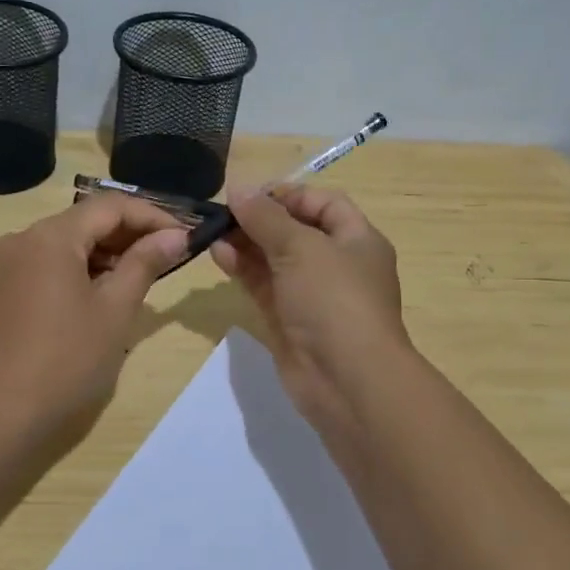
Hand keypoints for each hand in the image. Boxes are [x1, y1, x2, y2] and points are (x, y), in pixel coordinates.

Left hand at [0, 194, 188, 437]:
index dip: (153, 216)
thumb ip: (146, 263)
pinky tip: (105, 293)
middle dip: (130, 235)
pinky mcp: (2, 288)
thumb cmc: (66, 360)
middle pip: (86, 221)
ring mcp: (7, 264)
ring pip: (67, 243)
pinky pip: (49, 264)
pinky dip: (80, 270)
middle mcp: (22, 239)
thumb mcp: (115, 309)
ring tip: (144, 277)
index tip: (186, 236)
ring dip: (107, 254)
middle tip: (171, 256)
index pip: (111, 206)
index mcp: (49, 236)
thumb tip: (176, 235)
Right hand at [209, 185, 409, 438]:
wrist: (346, 380)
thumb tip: (239, 189)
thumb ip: (266, 217)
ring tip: (213, 233)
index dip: (289, 194)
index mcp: (357, 240)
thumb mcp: (301, 247)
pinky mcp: (288, 321)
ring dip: (245, 244)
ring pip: (274, 260)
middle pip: (295, 231)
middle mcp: (337, 265)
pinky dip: (243, 270)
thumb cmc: (334, 300)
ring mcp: (311, 296)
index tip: (250, 195)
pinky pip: (263, 286)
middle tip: (223, 213)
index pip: (324, 204)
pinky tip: (218, 256)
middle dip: (259, 220)